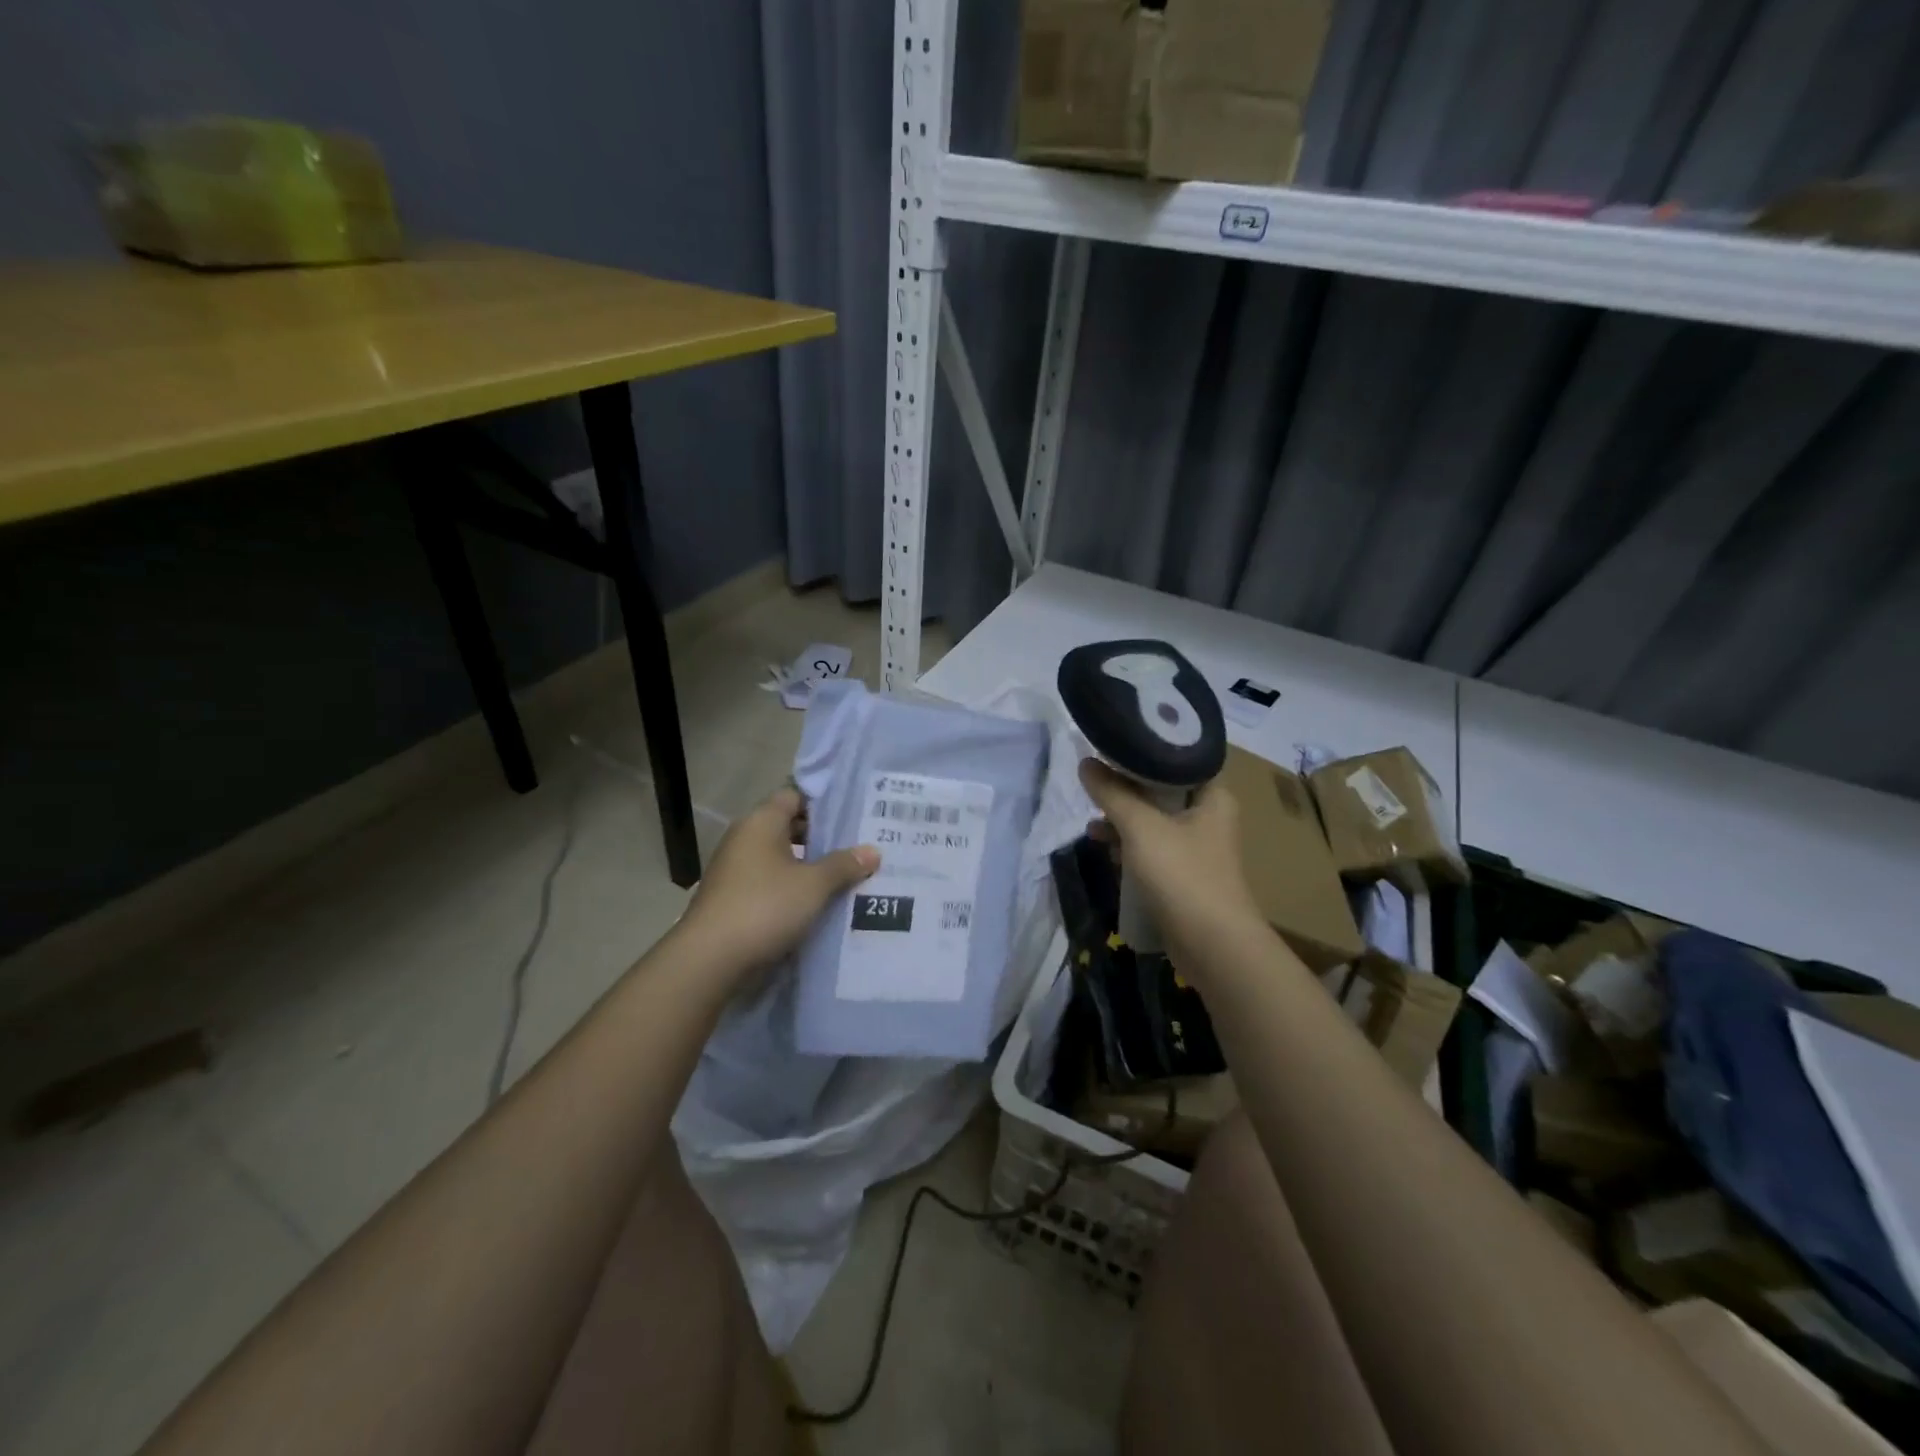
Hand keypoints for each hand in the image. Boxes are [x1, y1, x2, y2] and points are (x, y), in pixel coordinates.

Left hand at [677, 785, 878, 977]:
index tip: (853, 814)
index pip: (794, 796)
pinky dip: (791, 889)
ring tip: (845, 877)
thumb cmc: (765, 907)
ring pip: (779, 858)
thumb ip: (844, 865)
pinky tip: (817, 904)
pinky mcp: (732, 899)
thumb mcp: (814, 885)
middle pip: (788, 827)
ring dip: (807, 867)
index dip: (823, 803)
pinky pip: (769, 883)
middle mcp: (744, 838)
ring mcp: (734, 870)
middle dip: (821, 838)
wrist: (710, 960)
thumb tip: (872, 851)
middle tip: (857, 846)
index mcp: (761, 822)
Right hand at [1079, 759, 1263, 966]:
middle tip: (1096, 790)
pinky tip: (1108, 855)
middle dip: (1126, 793)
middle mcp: (1210, 819)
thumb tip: (1085, 763)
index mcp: (1213, 797)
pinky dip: (1132, 850)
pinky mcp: (1186, 878)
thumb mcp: (1140, 827)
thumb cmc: (1182, 875)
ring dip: (1124, 824)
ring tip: (1093, 827)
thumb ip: (1111, 793)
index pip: (1177, 760)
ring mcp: (1198, 851)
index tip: (1111, 750)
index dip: (1144, 753)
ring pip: (1154, 824)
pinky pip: (1154, 852)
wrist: (1212, 946)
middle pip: (1162, 793)